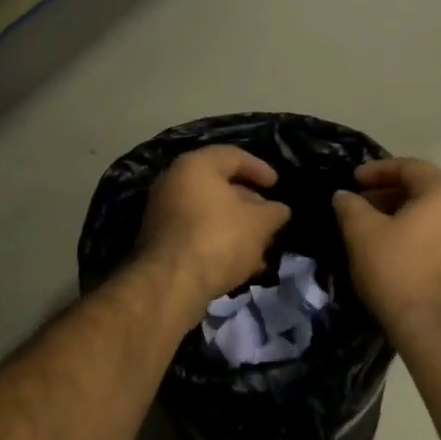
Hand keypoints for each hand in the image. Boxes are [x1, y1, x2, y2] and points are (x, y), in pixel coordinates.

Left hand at [136, 145, 291, 318]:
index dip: (260, 168)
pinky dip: (219, 241)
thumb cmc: (219, 238)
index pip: (233, 156)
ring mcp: (163, 213)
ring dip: (237, 227)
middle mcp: (173, 182)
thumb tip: (279, 210)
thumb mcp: (259, 223)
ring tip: (261, 246)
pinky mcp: (161, 242)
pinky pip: (197, 233)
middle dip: (249, 203)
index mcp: (195, 166)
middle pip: (219, 186)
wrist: (171, 283)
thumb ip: (273, 212)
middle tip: (270, 218)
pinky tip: (241, 263)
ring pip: (209, 213)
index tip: (277, 185)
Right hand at [333, 158, 440, 344]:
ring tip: (378, 234)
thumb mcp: (363, 235)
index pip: (409, 167)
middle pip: (426, 191)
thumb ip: (351, 207)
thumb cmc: (400, 274)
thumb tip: (344, 195)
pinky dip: (423, 240)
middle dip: (390, 196)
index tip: (352, 180)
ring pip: (437, 218)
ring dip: (407, 219)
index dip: (376, 170)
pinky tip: (401, 259)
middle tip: (361, 208)